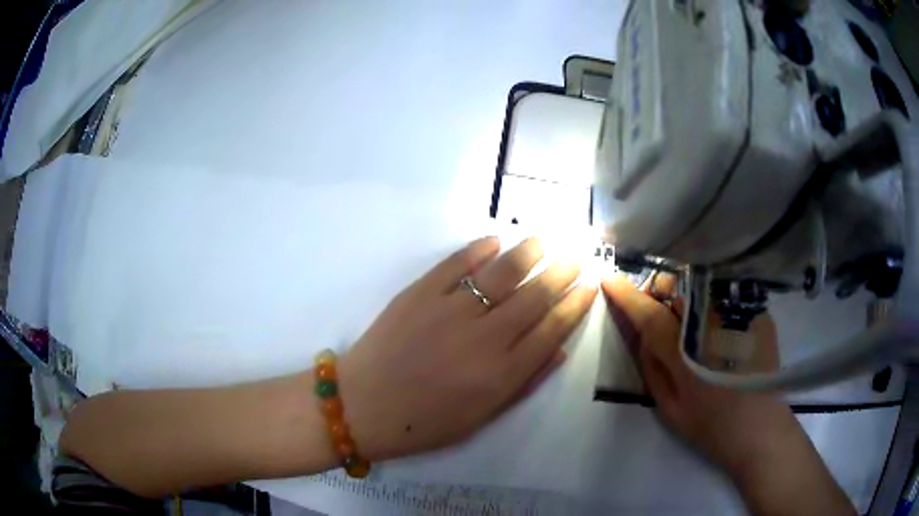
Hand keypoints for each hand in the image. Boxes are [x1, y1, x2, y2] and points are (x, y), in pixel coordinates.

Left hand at [339, 237, 596, 460]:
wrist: (362, 406)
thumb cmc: (423, 422)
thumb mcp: (481, 418)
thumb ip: (524, 383)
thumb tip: (559, 350)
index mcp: (501, 374)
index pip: (552, 329)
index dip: (576, 305)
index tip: (590, 286)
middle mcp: (483, 338)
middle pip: (534, 296)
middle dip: (561, 274)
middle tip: (576, 257)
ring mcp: (449, 311)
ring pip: (500, 273)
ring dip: (528, 253)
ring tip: (544, 241)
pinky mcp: (419, 294)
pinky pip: (454, 264)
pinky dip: (477, 249)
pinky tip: (495, 241)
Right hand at [602, 273, 854, 514]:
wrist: (763, 431)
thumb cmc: (713, 428)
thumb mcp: (670, 408)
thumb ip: (652, 366)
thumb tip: (641, 333)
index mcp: (687, 353)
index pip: (649, 313)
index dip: (626, 295)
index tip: (608, 279)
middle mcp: (713, 324)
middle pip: (676, 286)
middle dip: (658, 290)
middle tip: (655, 313)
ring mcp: (738, 315)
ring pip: (698, 283)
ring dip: (681, 292)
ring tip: (684, 321)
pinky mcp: (755, 314)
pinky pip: (721, 293)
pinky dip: (706, 299)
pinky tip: (712, 325)